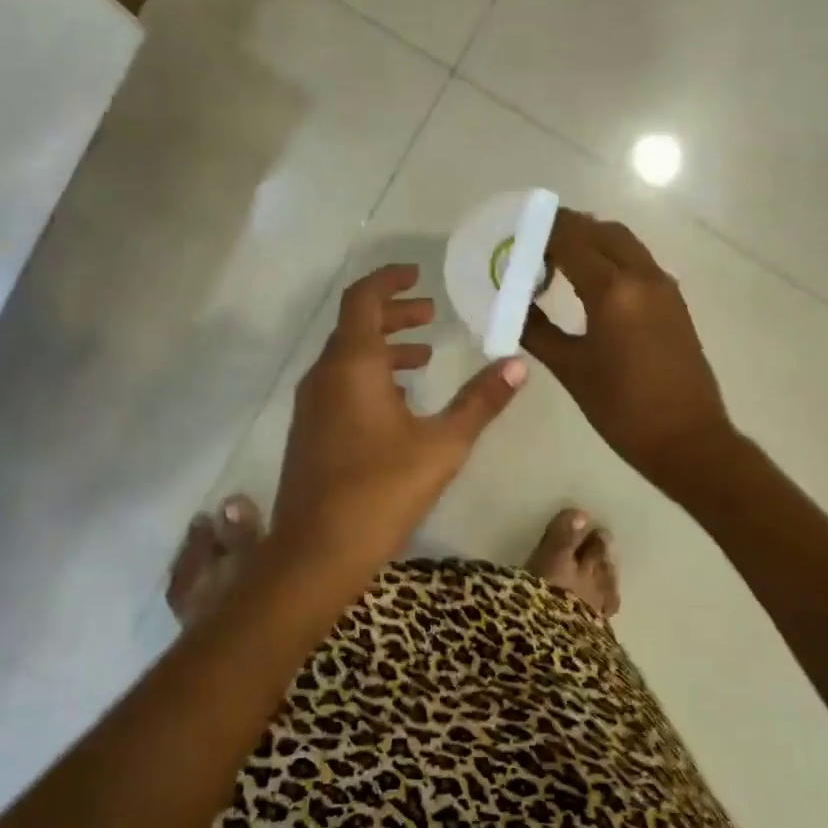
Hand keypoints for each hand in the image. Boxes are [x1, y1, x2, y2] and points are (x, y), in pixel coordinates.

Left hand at [271, 264, 527, 578]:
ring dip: (384, 348)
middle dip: (394, 315)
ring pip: (347, 358)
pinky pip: (340, 385)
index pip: (363, 299)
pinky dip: (370, 376)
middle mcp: (324, 375)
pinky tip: (399, 402)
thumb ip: (480, 401)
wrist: (315, 553)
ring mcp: (311, 405)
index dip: (389, 281)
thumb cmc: (382, 490)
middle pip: (356, 326)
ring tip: (423, 356)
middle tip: (430, 313)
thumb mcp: (443, 444)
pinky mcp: (310, 431)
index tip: (418, 275)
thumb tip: (518, 363)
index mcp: (352, 364)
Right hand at [522, 210, 735, 494]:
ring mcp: (663, 286)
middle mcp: (642, 276)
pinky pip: (637, 261)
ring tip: (556, 261)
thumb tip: (514, 306)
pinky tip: (588, 283)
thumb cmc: (622, 409)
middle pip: (601, 230)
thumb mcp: (571, 369)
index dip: (542, 232)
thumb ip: (537, 330)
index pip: (572, 240)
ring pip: (623, 242)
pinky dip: (610, 256)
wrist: (688, 440)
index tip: (515, 237)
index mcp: (613, 290)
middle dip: (566, 229)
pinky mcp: (674, 300)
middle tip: (533, 245)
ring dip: (590, 240)